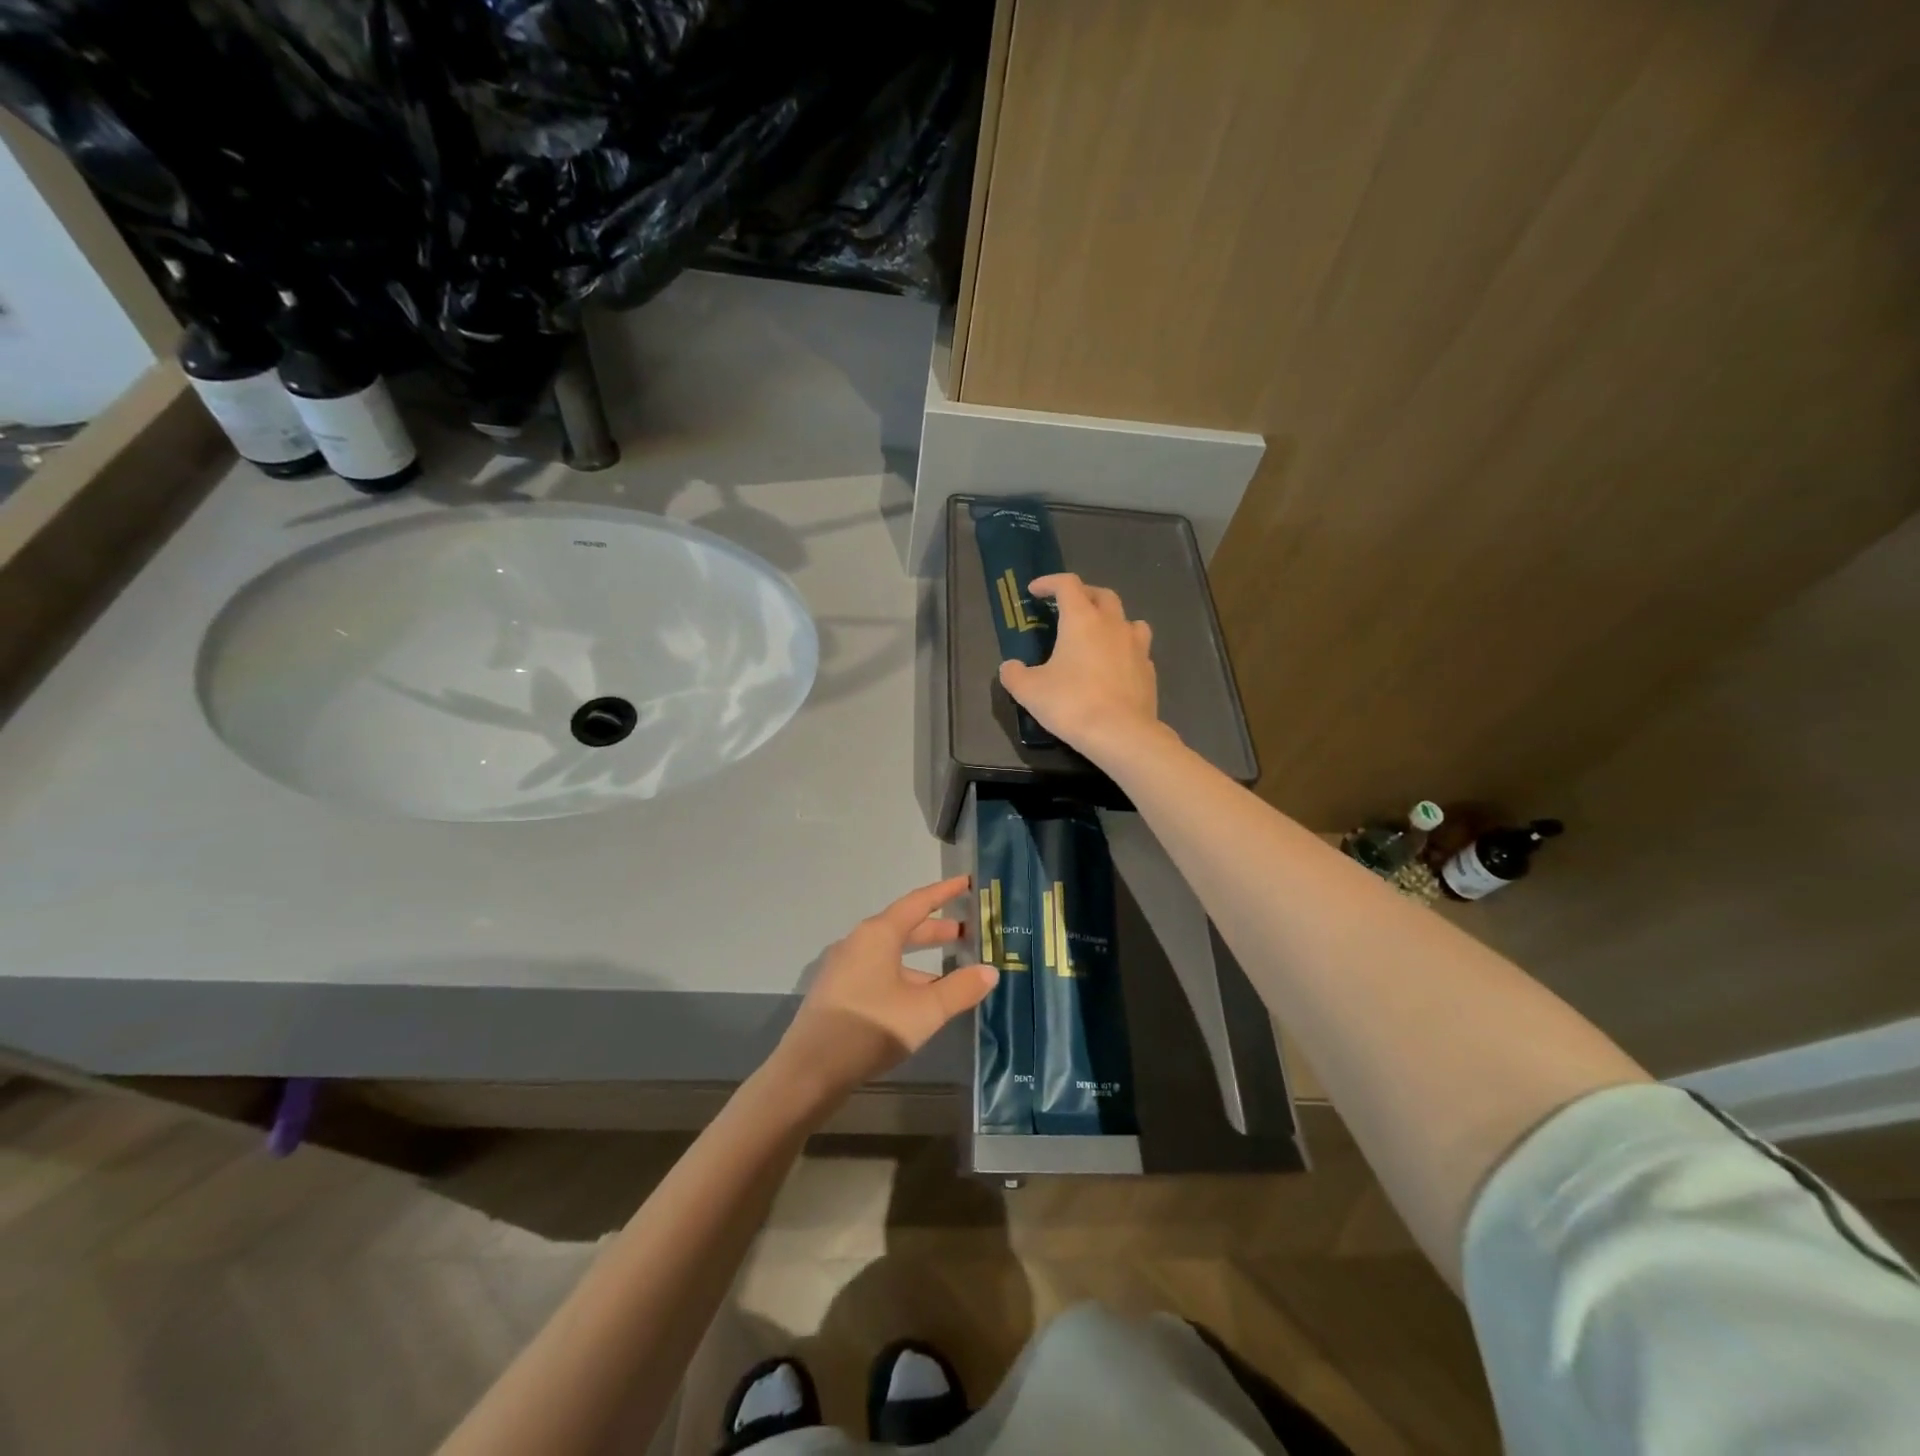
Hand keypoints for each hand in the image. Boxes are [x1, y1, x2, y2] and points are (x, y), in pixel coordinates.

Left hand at [773, 876, 997, 1103]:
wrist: (809, 1071)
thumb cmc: (871, 1028)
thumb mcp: (925, 1010)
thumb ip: (960, 989)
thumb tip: (990, 971)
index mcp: (878, 934)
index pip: (918, 902)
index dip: (945, 893)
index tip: (967, 883)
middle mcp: (858, 942)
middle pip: (903, 927)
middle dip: (936, 930)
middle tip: (966, 933)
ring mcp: (843, 967)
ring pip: (890, 952)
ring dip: (920, 959)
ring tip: (949, 975)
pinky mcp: (836, 991)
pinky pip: (877, 970)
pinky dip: (902, 975)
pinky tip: (916, 1000)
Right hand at [998, 573, 1165, 764]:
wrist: (1121, 734)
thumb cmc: (1071, 704)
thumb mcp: (1029, 691)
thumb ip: (1014, 674)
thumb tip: (1009, 667)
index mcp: (1082, 620)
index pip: (1067, 585)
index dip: (1049, 582)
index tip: (1035, 591)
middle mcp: (1112, 625)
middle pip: (1102, 595)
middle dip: (1083, 595)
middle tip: (1068, 608)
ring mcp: (1136, 646)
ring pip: (1127, 619)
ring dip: (1111, 619)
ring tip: (1098, 634)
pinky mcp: (1149, 670)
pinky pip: (1137, 649)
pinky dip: (1124, 649)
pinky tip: (1114, 666)